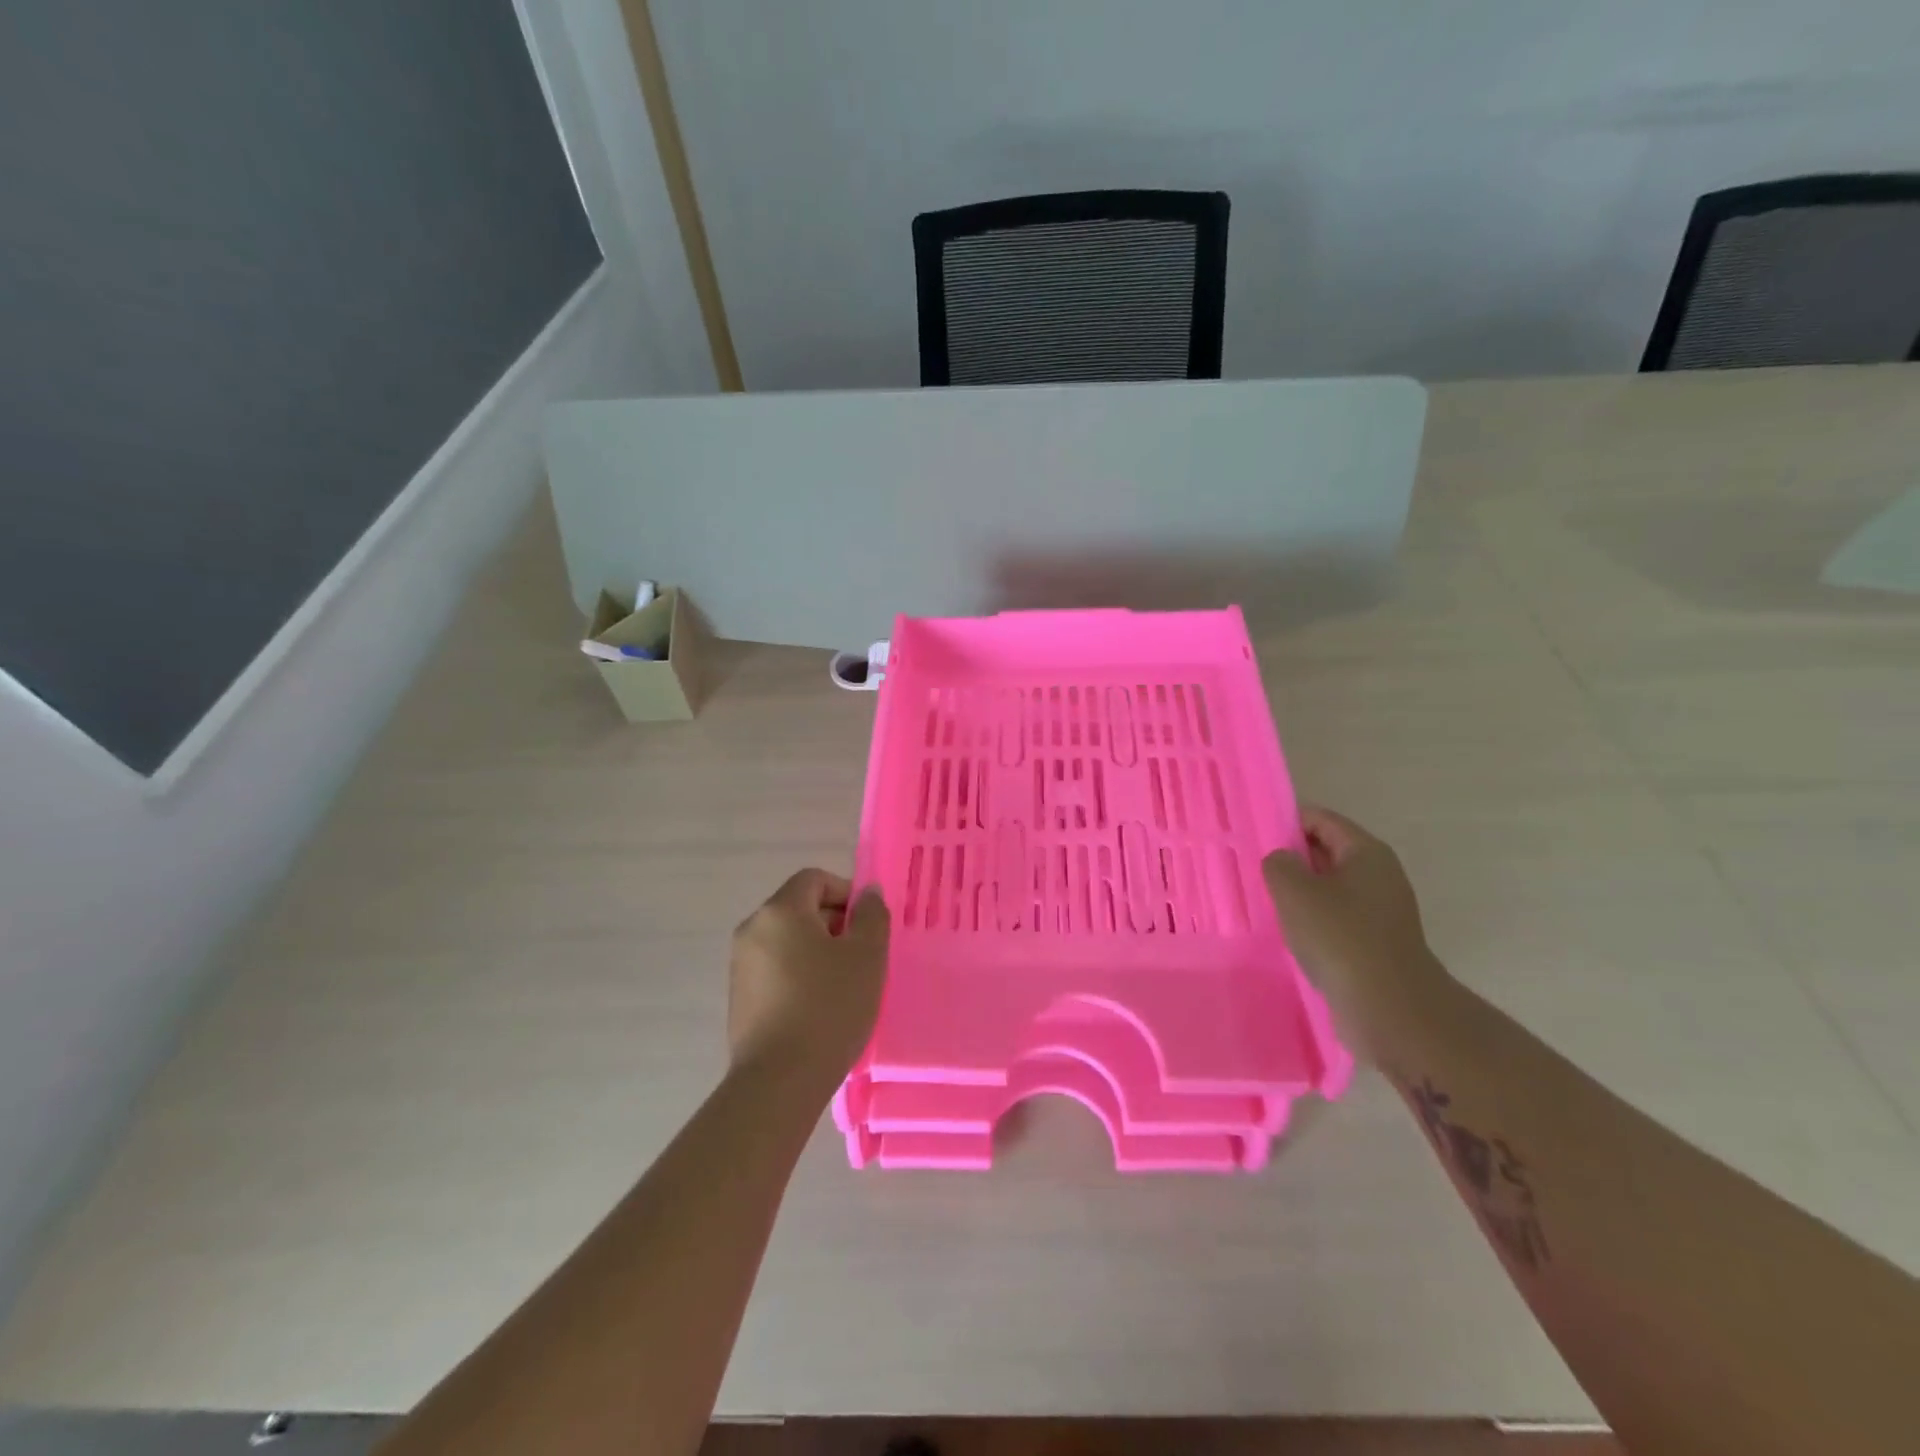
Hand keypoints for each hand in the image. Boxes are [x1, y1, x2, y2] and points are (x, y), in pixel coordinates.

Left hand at [728, 869, 889, 1092]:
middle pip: (799, 908)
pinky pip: (776, 970)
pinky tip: (819, 1009)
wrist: (779, 1081)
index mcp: (780, 910)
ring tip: (844, 986)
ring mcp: (740, 965)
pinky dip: (799, 976)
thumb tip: (867, 893)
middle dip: (834, 924)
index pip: (815, 879)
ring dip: (818, 952)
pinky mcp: (739, 998)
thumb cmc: (829, 1007)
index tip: (868, 926)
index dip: (846, 893)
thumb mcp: (867, 955)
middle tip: (863, 958)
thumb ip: (871, 915)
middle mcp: (753, 929)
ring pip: (788, 941)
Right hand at [1263, 805, 1449, 1060]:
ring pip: (1330, 888)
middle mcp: (1379, 875)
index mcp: (1366, 852)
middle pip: (1327, 852)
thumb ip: (1278, 864)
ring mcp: (1380, 911)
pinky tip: (1287, 932)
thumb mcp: (1294, 891)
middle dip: (1291, 857)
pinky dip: (1312, 919)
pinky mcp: (1375, 942)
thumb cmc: (1340, 937)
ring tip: (1264, 900)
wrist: (1390, 1007)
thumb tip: (1282, 860)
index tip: (1253, 834)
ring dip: (1300, 892)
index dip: (1285, 821)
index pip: (1320, 820)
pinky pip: (1336, 918)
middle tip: (1251, 866)